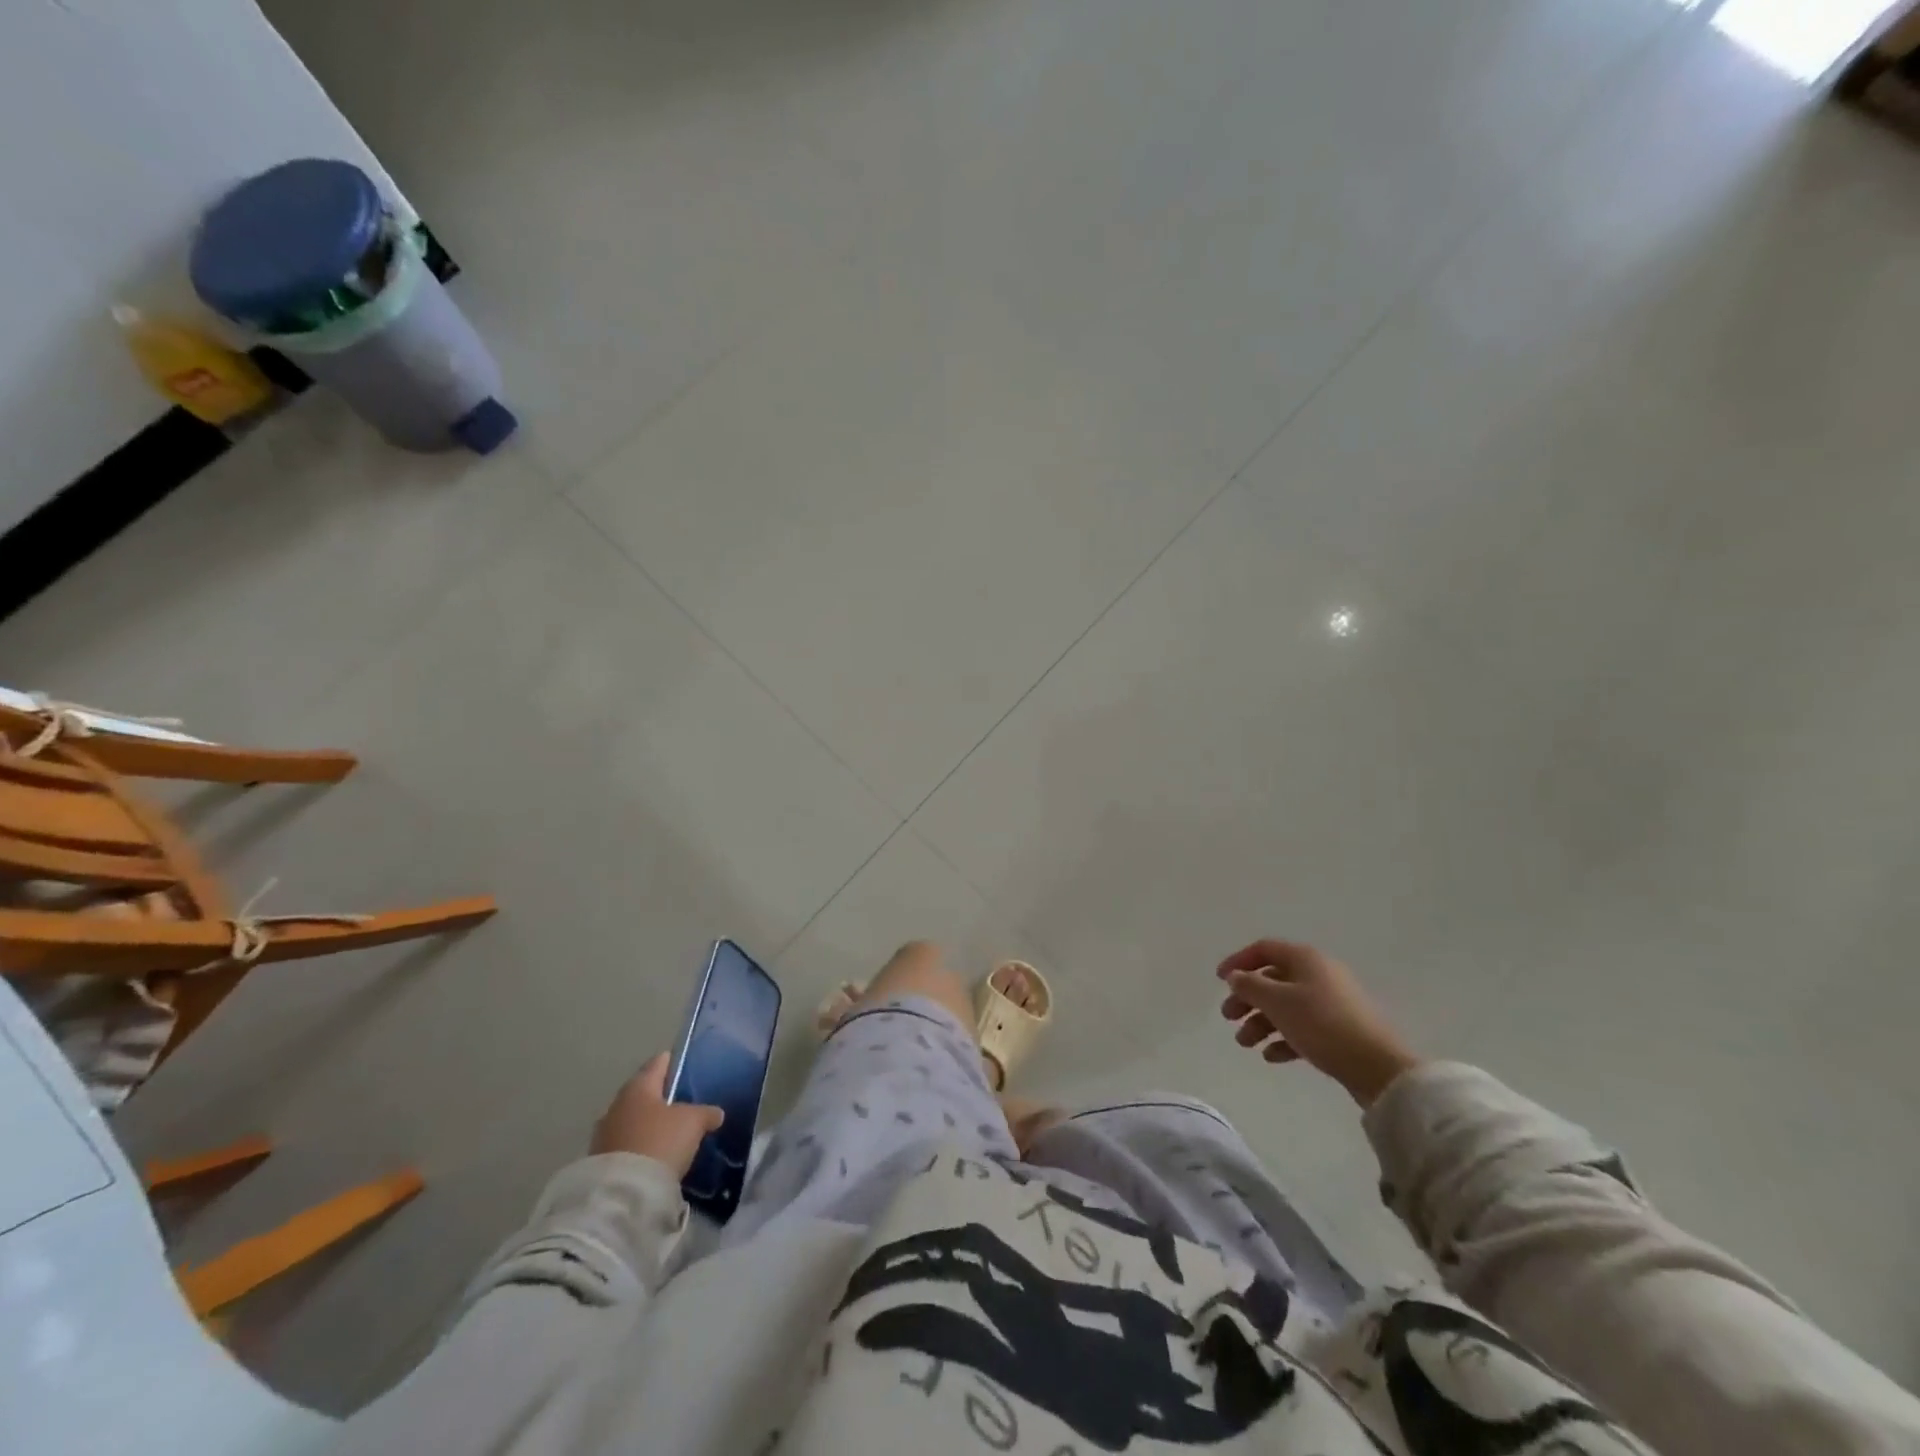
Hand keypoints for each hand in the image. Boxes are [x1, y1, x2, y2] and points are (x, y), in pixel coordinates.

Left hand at [590, 1052, 723, 1176]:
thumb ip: (706, 1112)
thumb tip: (716, 1113)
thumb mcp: (694, 1122)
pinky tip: (656, 1157)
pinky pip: (627, 1145)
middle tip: (685, 1106)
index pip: (659, 1063)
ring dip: (650, 1126)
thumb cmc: (660, 1142)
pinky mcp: (600, 1163)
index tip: (690, 1068)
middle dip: (662, 1099)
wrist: (622, 1194)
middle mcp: (617, 1105)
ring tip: (672, 1135)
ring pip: (634, 1121)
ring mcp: (604, 1135)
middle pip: (645, 1094)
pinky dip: (641, 1147)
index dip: (676, 1063)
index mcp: (638, 1086)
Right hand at [1217, 939, 1419, 1106]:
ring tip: (1246, 1044)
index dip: (1238, 961)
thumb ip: (1251, 986)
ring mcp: (1332, 1003)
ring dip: (1261, 1022)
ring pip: (1286, 1006)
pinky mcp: (1340, 1031)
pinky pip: (1303, 1028)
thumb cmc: (1322, 1024)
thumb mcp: (1278, 1001)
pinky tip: (1271, 1057)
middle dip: (1247, 998)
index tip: (1219, 980)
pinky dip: (1284, 1039)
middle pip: (1273, 980)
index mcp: (1305, 959)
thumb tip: (1236, 976)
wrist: (1379, 1067)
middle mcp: (1319, 975)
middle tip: (1228, 1017)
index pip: (1264, 949)